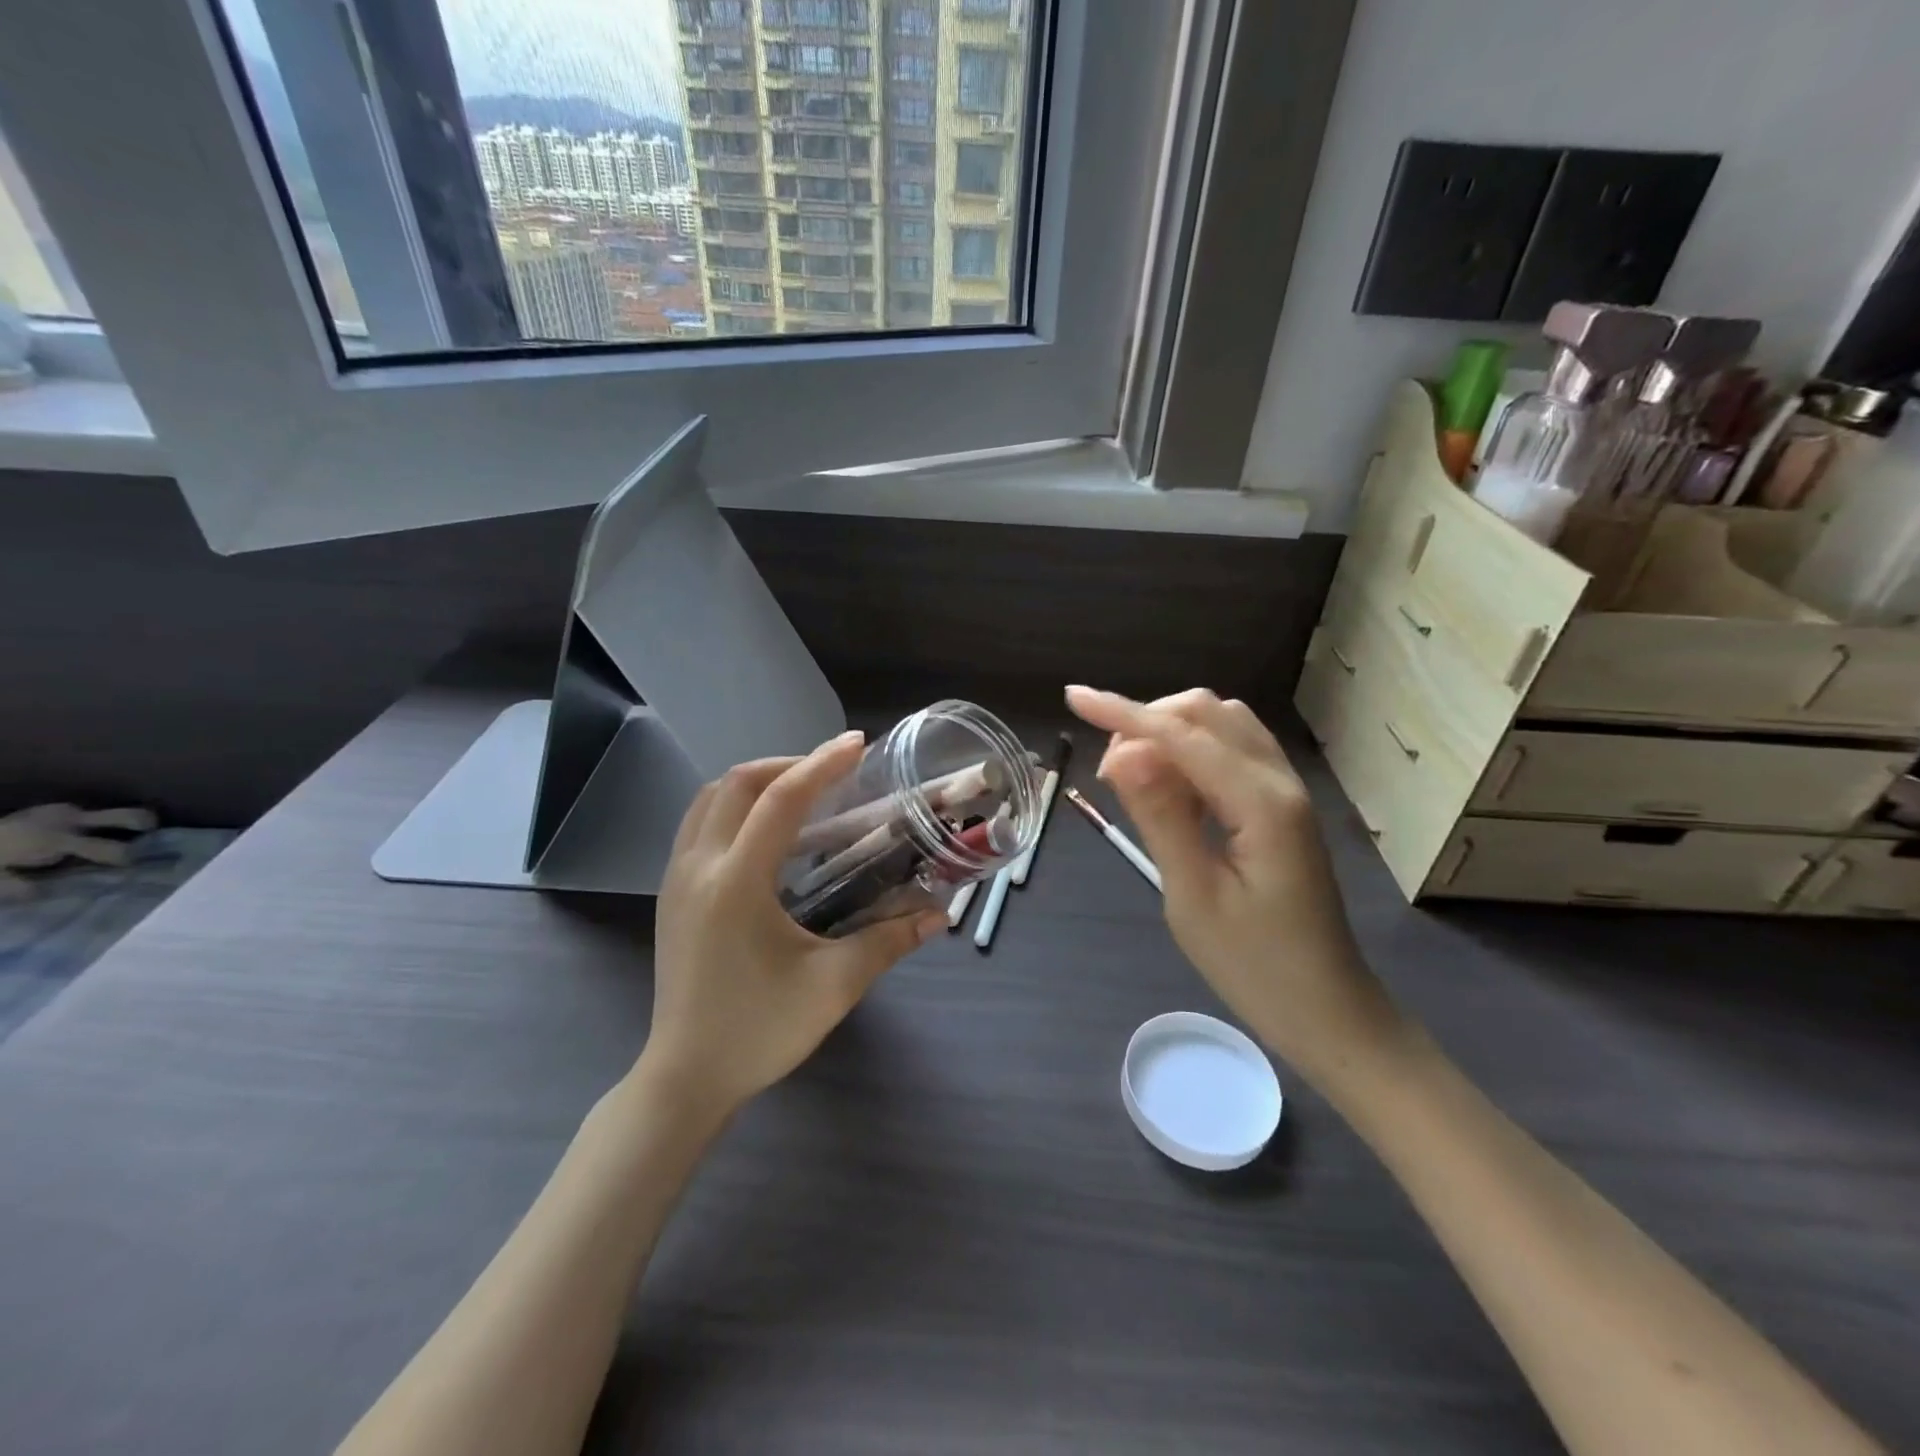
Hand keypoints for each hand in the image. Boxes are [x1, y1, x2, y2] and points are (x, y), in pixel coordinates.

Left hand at [641, 732, 946, 1117]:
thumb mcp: (833, 986)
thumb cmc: (760, 1031)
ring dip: (755, 782)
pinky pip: (698, 824)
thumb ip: (888, 941)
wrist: (686, 1078)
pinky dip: (734, 807)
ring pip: (709, 799)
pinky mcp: (671, 894)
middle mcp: (698, 867)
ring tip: (802, 792)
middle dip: (787, 764)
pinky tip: (767, 833)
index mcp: (736, 883)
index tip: (858, 744)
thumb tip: (939, 915)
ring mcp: (677, 879)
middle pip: (736, 784)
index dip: (822, 765)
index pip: (780, 800)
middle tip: (833, 772)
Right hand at [1065, 686, 1401, 1085]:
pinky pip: (1233, 751)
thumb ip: (1161, 816)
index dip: (1123, 713)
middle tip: (1107, 774)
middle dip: (1148, 721)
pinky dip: (1192, 750)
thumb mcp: (1193, 896)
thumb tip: (1122, 752)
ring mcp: (1286, 791)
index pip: (1181, 735)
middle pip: (1207, 713)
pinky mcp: (1281, 807)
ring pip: (1223, 725)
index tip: (1073, 698)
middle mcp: (1280, 781)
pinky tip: (1169, 784)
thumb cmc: (1255, 967)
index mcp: (1260, 803)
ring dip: (1170, 731)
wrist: (1329, 1013)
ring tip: (1131, 774)